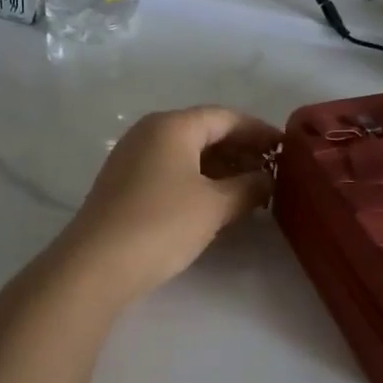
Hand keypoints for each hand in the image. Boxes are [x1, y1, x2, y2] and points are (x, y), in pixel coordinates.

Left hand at [56, 106, 281, 303]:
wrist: (96, 265)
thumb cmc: (162, 224)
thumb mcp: (215, 205)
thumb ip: (248, 187)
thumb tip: (267, 179)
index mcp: (172, 126)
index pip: (226, 117)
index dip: (259, 131)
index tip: (285, 149)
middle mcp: (150, 132)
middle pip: (205, 131)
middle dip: (241, 150)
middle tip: (271, 172)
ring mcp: (133, 157)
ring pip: (187, 153)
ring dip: (221, 167)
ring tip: (250, 190)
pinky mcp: (124, 184)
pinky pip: (171, 170)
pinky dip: (198, 180)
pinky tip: (216, 202)